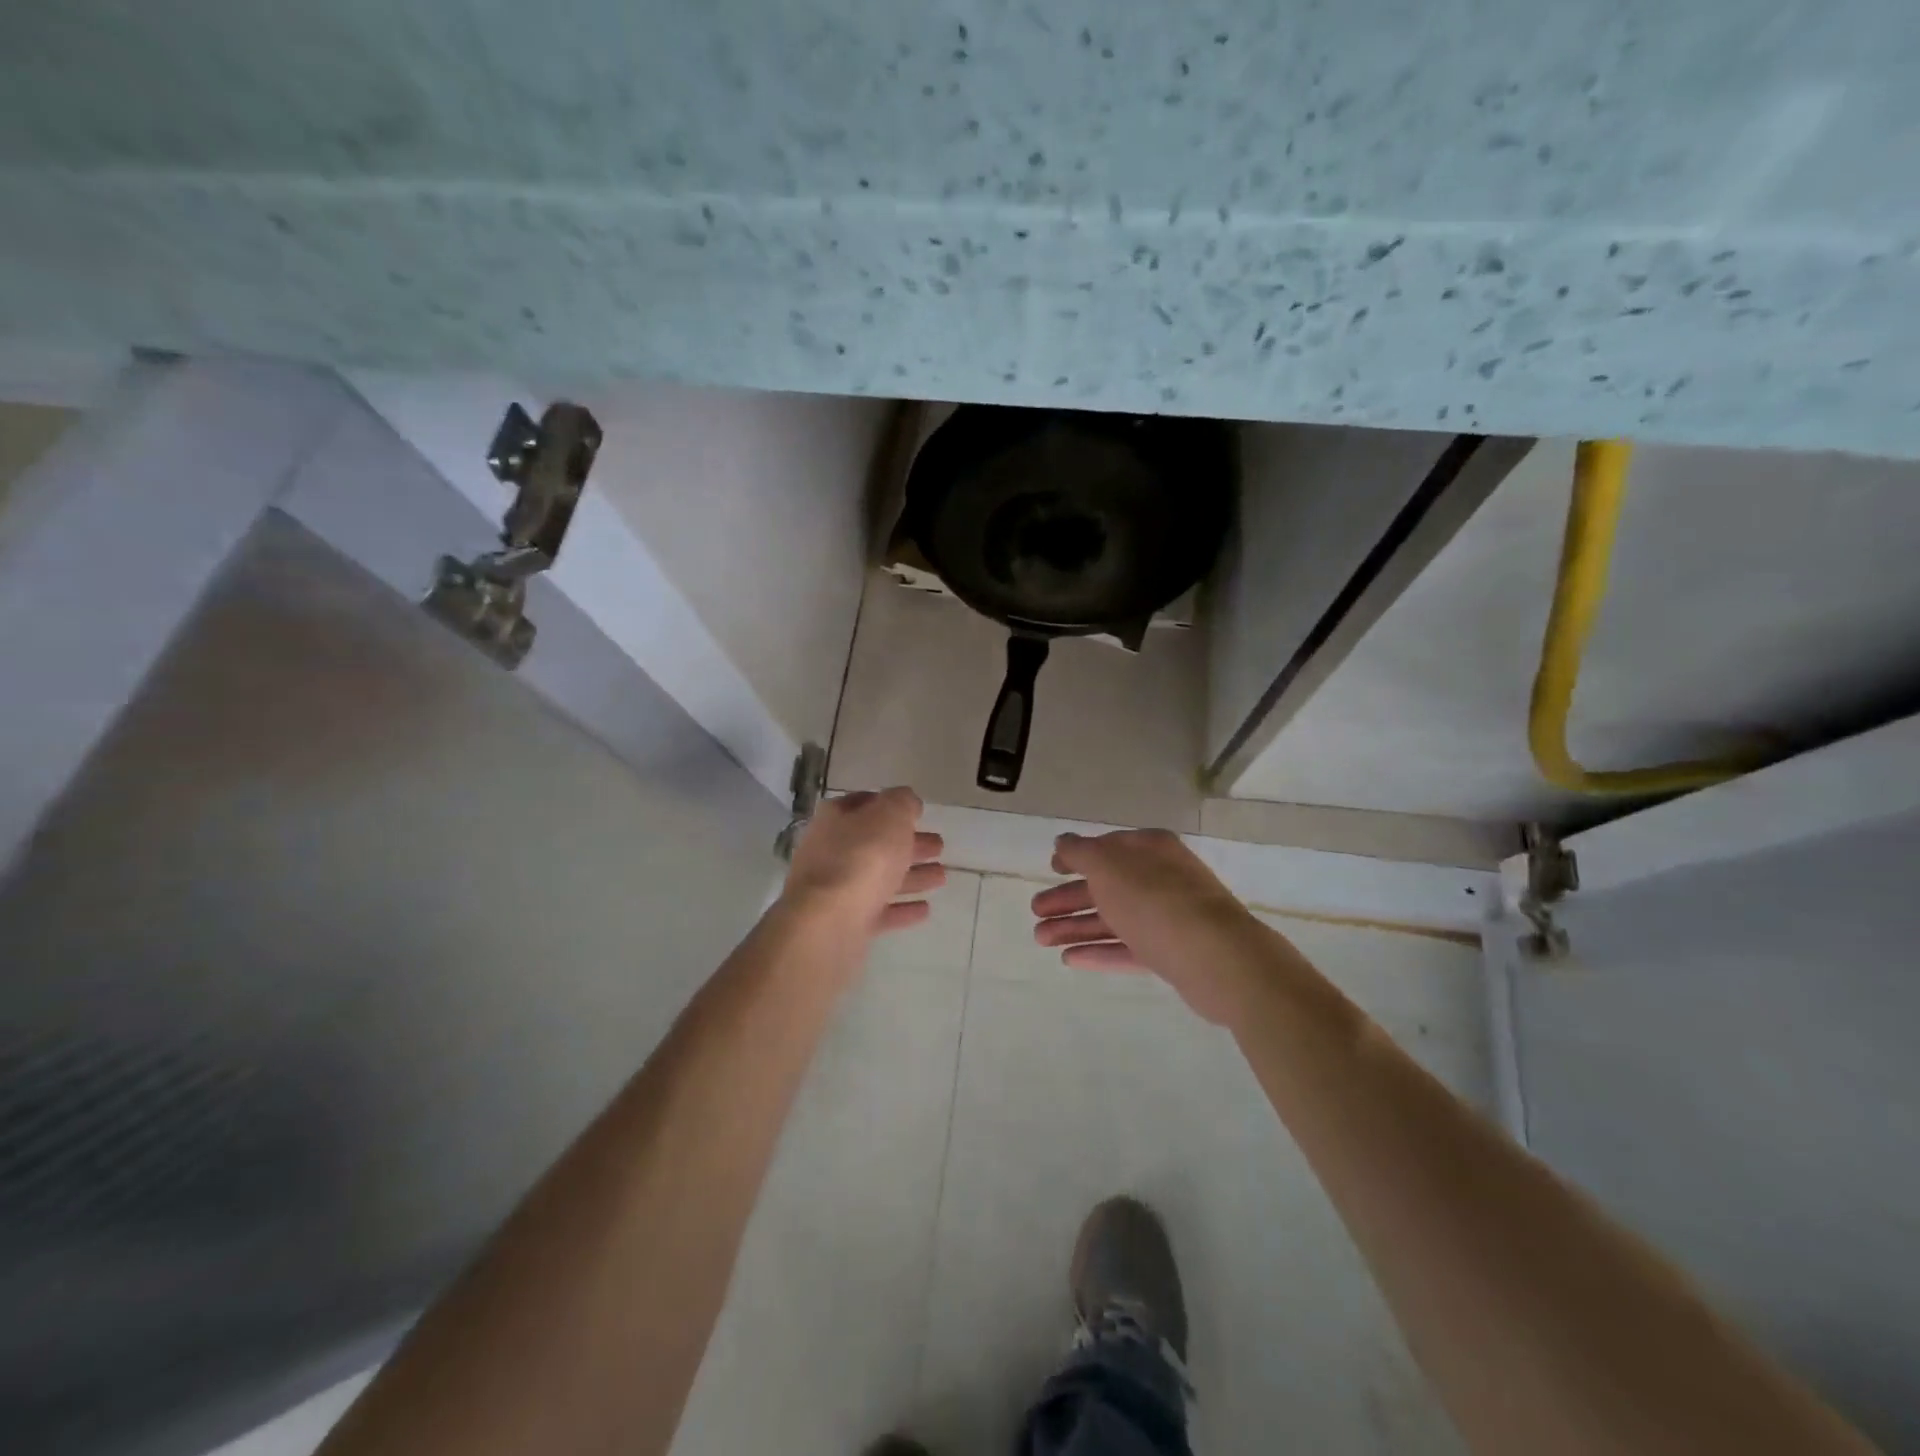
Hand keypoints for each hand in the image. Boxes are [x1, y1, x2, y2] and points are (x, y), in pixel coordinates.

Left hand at [784, 787, 945, 934]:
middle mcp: (831, 851)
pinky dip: (902, 908)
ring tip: (941, 876)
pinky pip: (880, 911)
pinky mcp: (847, 923)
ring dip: (912, 876)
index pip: (864, 804)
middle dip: (908, 843)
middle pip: (876, 843)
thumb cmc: (861, 857)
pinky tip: (925, 909)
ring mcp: (837, 889)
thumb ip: (902, 802)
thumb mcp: (889, 815)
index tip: (918, 813)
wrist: (829, 922)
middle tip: (939, 846)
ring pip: (880, 878)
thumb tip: (907, 802)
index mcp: (836, 819)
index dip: (890, 805)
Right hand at [1031, 829, 1257, 1023]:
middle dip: (1068, 898)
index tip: (1050, 869)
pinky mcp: (1171, 952)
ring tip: (1041, 939)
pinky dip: (1099, 951)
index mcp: (1150, 849)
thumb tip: (1063, 841)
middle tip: (1035, 912)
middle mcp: (1161, 878)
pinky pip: (1127, 948)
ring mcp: (1168, 916)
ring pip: (1113, 918)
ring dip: (1075, 926)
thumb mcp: (1108, 866)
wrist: (1216, 957)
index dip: (1076, 856)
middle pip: (1106, 885)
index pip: (1107, 847)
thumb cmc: (1155, 900)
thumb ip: (1080, 852)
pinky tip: (1070, 960)